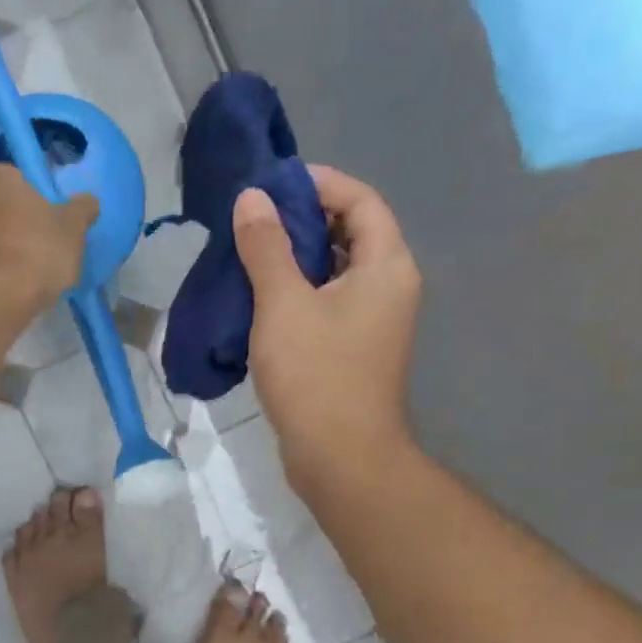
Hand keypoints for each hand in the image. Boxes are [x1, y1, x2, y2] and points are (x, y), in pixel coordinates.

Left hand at [0, 164, 97, 307]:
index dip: (36, 202)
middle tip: (37, 251)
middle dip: (12, 224)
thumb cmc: (36, 251)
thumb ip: (82, 209)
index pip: (18, 179)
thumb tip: (87, 201)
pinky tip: (0, 291)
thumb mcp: (73, 228)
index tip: (49, 225)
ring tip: (19, 277)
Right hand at [234, 165, 421, 483]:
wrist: (341, 458)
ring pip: (338, 271)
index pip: (362, 200)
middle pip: (353, 233)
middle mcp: (390, 287)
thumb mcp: (283, 304)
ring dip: (298, 257)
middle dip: (306, 219)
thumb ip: (266, 247)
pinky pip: (330, 302)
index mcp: (386, 266)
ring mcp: (375, 322)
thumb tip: (252, 198)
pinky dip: (300, 291)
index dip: (320, 183)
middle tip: (255, 219)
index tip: (273, 184)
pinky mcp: (356, 350)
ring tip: (251, 253)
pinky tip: (262, 298)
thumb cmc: (316, 375)